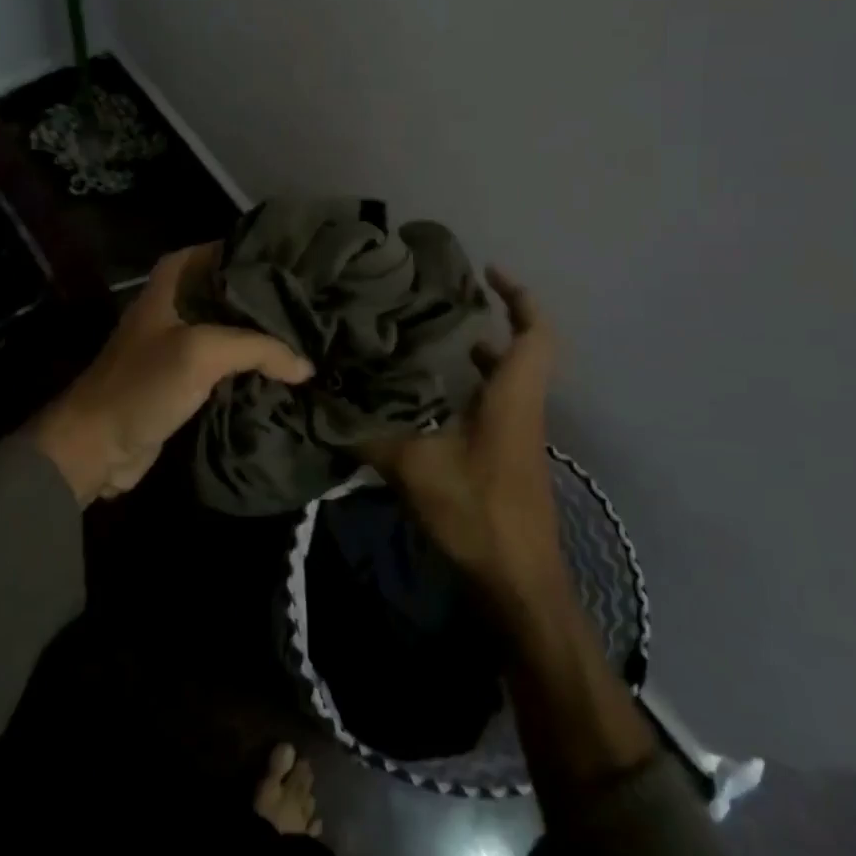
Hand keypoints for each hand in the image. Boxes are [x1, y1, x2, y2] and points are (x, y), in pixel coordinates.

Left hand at [31, 244, 314, 505]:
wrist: (97, 445)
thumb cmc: (143, 384)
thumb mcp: (202, 353)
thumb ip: (258, 348)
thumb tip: (306, 365)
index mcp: (174, 280)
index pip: (226, 251)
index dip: (261, 254)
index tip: (302, 263)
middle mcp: (179, 302)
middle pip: (234, 291)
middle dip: (270, 298)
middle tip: (315, 303)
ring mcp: (182, 341)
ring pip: (233, 328)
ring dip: (265, 336)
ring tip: (311, 336)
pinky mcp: (186, 377)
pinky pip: (228, 363)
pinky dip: (253, 366)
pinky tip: (287, 371)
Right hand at [357, 268, 564, 600]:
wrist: (519, 583)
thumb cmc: (477, 512)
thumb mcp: (414, 468)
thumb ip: (368, 434)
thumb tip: (321, 405)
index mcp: (512, 396)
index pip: (534, 331)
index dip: (518, 295)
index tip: (488, 272)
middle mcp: (522, 407)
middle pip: (523, 350)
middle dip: (492, 321)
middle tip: (444, 305)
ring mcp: (519, 435)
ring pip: (508, 380)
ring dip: (480, 358)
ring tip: (432, 344)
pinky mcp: (510, 458)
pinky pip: (497, 406)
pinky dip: (472, 391)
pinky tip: (430, 402)